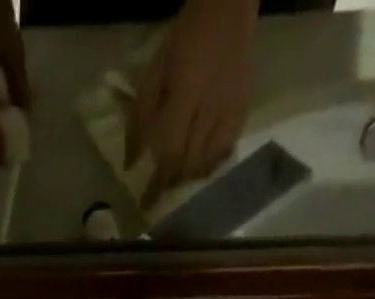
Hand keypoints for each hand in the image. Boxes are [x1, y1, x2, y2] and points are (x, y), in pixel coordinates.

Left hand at [126, 0, 255, 204]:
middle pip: (189, 163)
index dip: (158, 184)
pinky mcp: (243, 108)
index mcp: (186, 96)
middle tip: (161, 192)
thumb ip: (140, 119)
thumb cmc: (184, 39)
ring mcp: (230, 109)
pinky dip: (212, 164)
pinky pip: (227, 148)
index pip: (170, 154)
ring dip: (191, 176)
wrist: (227, 6)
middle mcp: (211, 108)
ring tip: (179, 179)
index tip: (146, 204)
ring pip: (208, 161)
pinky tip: (202, 167)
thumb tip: (130, 164)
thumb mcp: (154, 73)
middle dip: (173, 182)